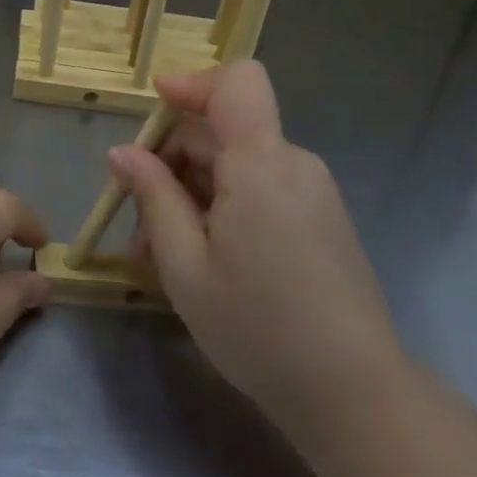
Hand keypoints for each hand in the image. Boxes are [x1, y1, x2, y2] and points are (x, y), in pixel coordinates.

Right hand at [109, 61, 405, 446]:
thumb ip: (153, 196)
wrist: (354, 394)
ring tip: (164, 254)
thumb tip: (123, 152)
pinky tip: (204, 259)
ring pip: (238, 164)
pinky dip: (224, 206)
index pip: (237, 82)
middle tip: (138, 225)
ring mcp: (313, 192)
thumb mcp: (185, 265)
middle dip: (172, 162)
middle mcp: (294, 164)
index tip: (153, 111)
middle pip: (224, 130)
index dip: (193, 84)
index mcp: (262, 164)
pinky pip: (262, 189)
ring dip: (193, 191)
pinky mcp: (321, 219)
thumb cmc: (257, 327)